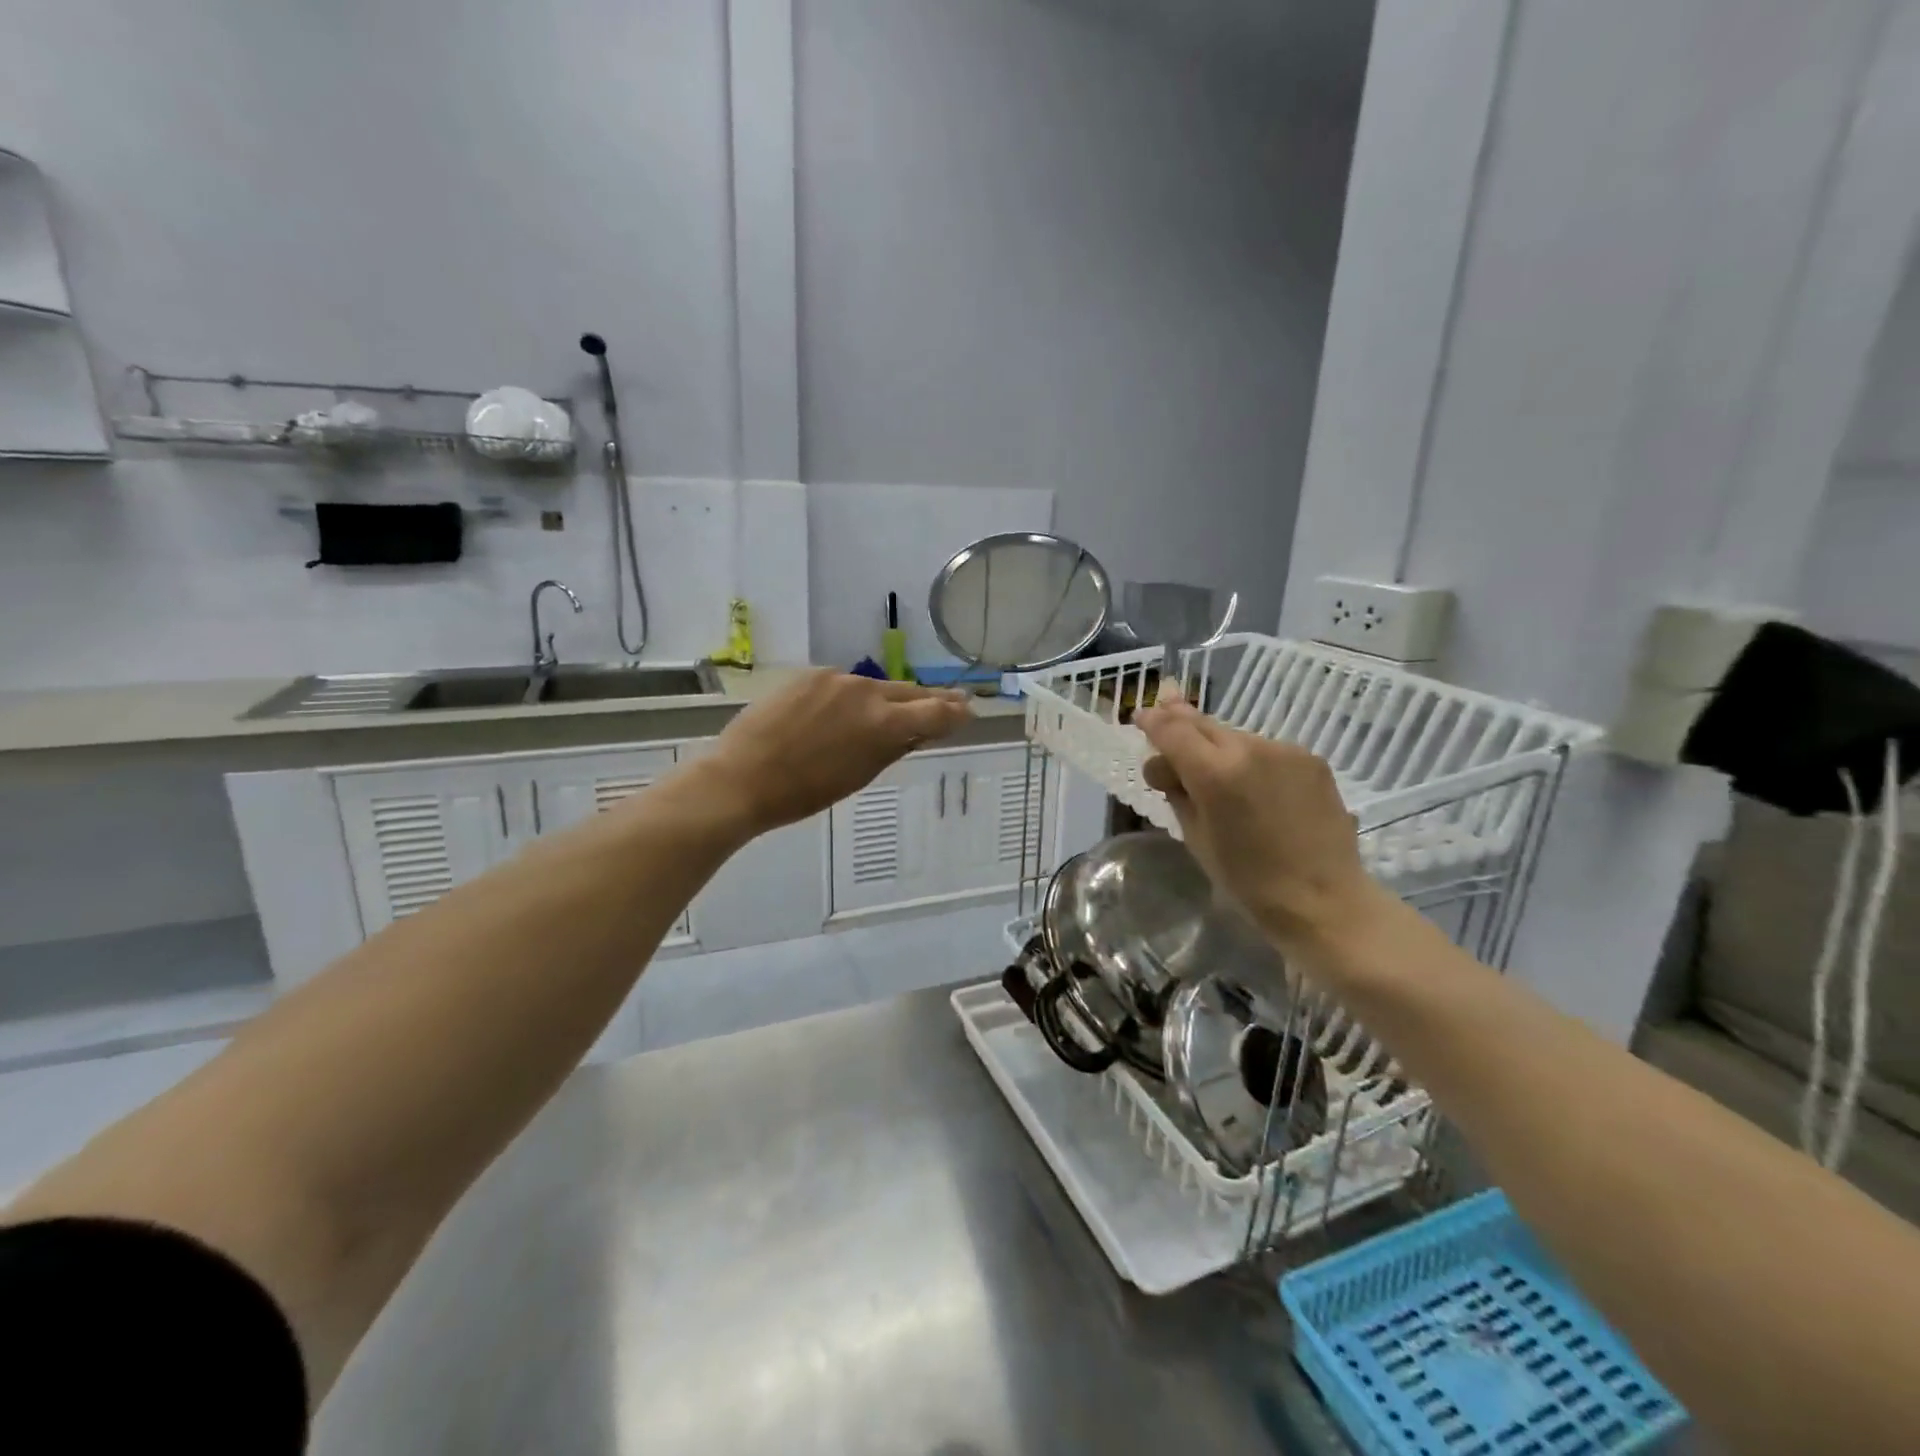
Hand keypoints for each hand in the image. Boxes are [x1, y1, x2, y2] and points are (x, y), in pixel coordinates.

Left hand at [708, 670, 971, 833]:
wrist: (741, 777)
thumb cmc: (804, 792)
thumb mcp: (859, 776)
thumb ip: (893, 748)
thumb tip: (917, 731)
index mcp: (884, 724)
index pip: (937, 712)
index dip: (956, 713)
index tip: (968, 713)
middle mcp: (866, 691)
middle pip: (910, 693)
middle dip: (929, 702)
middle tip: (949, 704)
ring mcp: (836, 679)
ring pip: (874, 688)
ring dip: (885, 701)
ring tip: (886, 715)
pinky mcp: (810, 675)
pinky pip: (842, 685)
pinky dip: (850, 698)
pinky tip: (840, 714)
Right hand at [1134, 696, 1383, 957]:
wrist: (1323, 899)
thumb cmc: (1248, 880)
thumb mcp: (1196, 837)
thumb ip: (1176, 791)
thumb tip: (1163, 766)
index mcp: (1214, 773)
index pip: (1172, 731)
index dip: (1153, 721)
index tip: (1140, 716)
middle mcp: (1250, 749)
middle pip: (1203, 723)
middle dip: (1180, 720)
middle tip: (1164, 712)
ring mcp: (1285, 750)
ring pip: (1235, 736)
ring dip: (1216, 745)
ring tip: (1211, 765)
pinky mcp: (1311, 759)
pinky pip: (1266, 750)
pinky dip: (1249, 759)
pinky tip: (1251, 783)